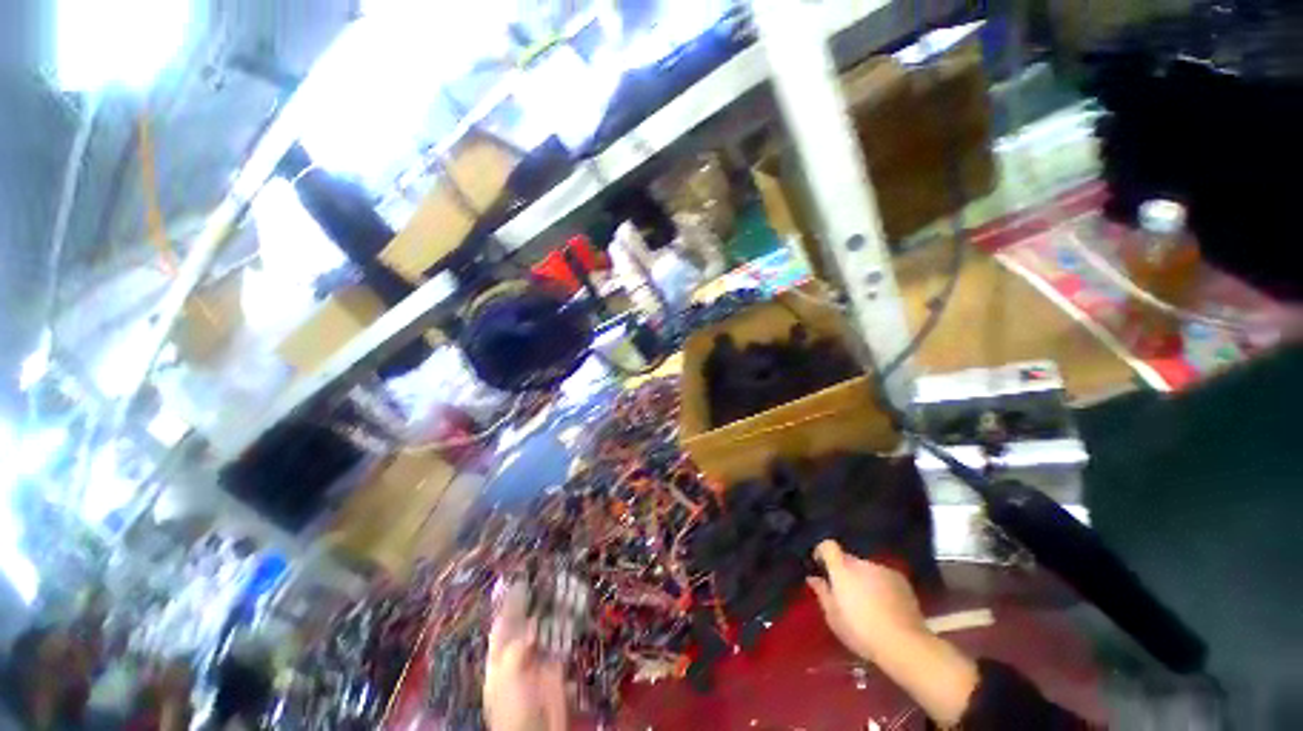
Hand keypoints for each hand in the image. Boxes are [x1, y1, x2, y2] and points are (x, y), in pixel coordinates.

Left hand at [484, 583, 567, 730]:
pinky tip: (575, 606)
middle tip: (546, 575)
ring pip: (547, 626)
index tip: (519, 578)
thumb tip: (531, 623)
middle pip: (527, 621)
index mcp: (500, 658)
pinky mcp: (556, 665)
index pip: (503, 623)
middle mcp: (518, 654)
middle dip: (535, 600)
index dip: (509, 602)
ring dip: (555, 607)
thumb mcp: (507, 677)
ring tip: (563, 584)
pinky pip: (562, 639)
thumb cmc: (513, 707)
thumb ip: (516, 648)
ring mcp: (538, 659)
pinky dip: (568, 623)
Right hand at [806, 540, 926, 662]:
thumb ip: (822, 593)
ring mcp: (883, 569)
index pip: (827, 545)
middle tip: (846, 593)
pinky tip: (885, 605)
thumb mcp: (834, 618)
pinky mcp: (901, 579)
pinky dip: (881, 585)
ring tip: (868, 602)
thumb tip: (813, 578)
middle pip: (848, 559)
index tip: (821, 566)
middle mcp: (862, 563)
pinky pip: (884, 576)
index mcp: (842, 569)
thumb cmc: (862, 632)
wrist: (905, 644)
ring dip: (864, 578)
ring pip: (867, 568)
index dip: (822, 552)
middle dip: (845, 571)